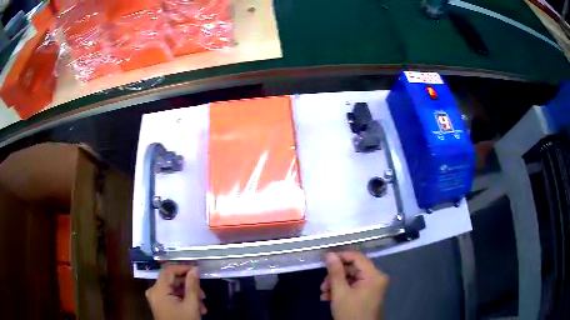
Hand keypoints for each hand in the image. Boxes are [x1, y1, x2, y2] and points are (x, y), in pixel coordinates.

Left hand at [146, 264, 206, 319]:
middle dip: (189, 287)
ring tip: (202, 306)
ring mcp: (156, 299)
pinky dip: (184, 300)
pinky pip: (172, 297)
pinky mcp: (160, 305)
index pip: (168, 270)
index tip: (197, 270)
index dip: (182, 267)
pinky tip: (196, 308)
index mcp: (158, 290)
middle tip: (203, 295)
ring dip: (189, 295)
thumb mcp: (191, 305)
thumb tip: (194, 269)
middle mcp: (154, 291)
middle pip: (172, 281)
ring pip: (174, 290)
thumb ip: (192, 286)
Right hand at [320, 251, 388, 319]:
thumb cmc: (351, 312)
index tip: (324, 261)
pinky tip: (329, 298)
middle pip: (353, 268)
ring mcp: (373, 286)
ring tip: (324, 294)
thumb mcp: (340, 292)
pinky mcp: (369, 294)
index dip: (340, 256)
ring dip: (336, 284)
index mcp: (373, 275)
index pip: (356, 257)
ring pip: (352, 278)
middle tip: (322, 284)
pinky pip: (355, 286)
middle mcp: (376, 277)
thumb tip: (329, 254)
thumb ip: (335, 272)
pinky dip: (342, 290)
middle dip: (335, 276)